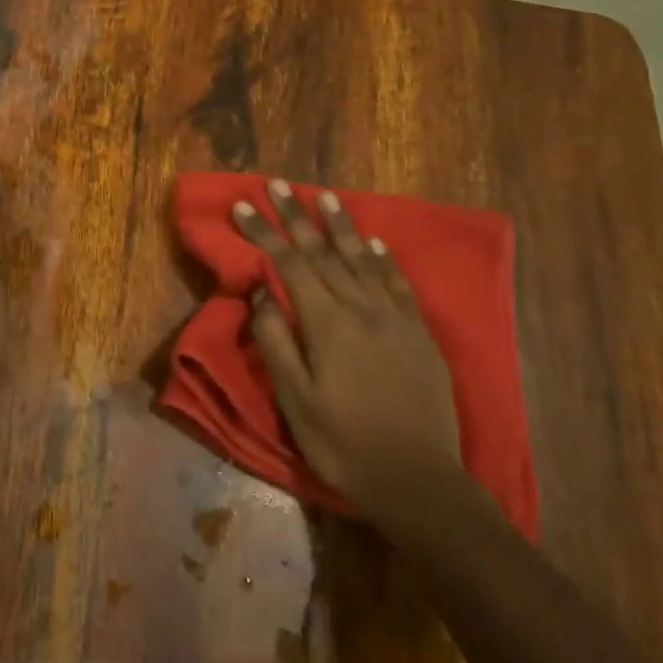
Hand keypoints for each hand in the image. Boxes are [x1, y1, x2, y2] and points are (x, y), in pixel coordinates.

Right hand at [233, 179, 469, 527]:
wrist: (417, 478)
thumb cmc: (343, 443)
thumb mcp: (296, 400)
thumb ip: (277, 342)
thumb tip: (261, 294)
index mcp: (327, 324)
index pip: (289, 264)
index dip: (264, 232)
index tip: (243, 204)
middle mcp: (361, 308)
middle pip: (323, 252)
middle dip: (296, 216)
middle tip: (277, 184)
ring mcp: (395, 318)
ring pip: (362, 259)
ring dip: (340, 225)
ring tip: (324, 196)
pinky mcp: (419, 333)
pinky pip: (398, 283)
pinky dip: (383, 258)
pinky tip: (374, 242)